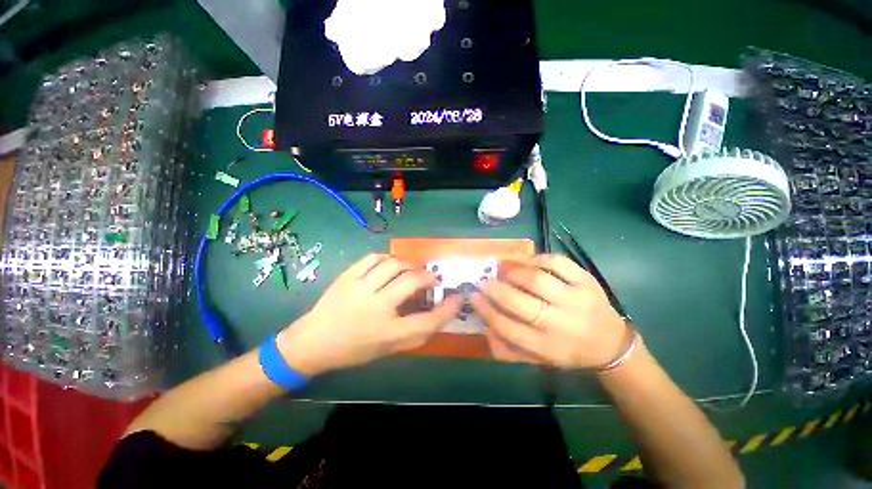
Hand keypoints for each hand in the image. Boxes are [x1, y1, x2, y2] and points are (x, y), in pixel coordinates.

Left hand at [277, 254, 461, 375]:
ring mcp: (359, 288)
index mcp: (387, 333)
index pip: (427, 321)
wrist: (312, 342)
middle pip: (412, 282)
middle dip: (428, 277)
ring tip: (411, 270)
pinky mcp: (347, 276)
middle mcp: (375, 308)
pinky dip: (387, 258)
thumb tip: (438, 313)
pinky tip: (390, 264)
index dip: (448, 308)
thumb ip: (414, 333)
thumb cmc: (354, 350)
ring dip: (409, 264)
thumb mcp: (388, 349)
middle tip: (431, 278)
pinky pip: (373, 257)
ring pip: (393, 264)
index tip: (457, 297)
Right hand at [471, 254, 627, 368]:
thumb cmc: (569, 351)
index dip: (486, 310)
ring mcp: (576, 299)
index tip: (473, 297)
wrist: (610, 344)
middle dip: (495, 289)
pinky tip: (527, 262)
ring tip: (503, 270)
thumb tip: (485, 325)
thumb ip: (510, 347)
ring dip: (513, 272)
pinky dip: (537, 259)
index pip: (507, 327)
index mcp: (547, 347)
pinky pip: (557, 262)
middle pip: (519, 302)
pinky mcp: (586, 281)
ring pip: (536, 279)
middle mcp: (561, 324)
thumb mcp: (540, 359)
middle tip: (484, 281)